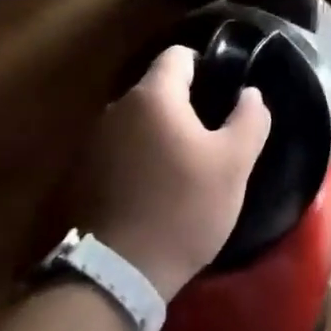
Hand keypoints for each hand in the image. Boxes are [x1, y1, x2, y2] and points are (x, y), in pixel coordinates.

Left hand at [82, 46, 271, 300]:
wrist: (113, 275)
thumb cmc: (181, 209)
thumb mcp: (233, 165)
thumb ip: (249, 119)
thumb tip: (251, 93)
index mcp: (152, 96)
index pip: (178, 56)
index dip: (205, 66)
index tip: (223, 93)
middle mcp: (115, 108)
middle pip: (156, 90)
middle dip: (183, 106)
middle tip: (210, 137)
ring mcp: (91, 142)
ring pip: (135, 123)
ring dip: (157, 136)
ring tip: (182, 169)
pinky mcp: (78, 175)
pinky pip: (117, 152)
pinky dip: (136, 161)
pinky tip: (152, 192)